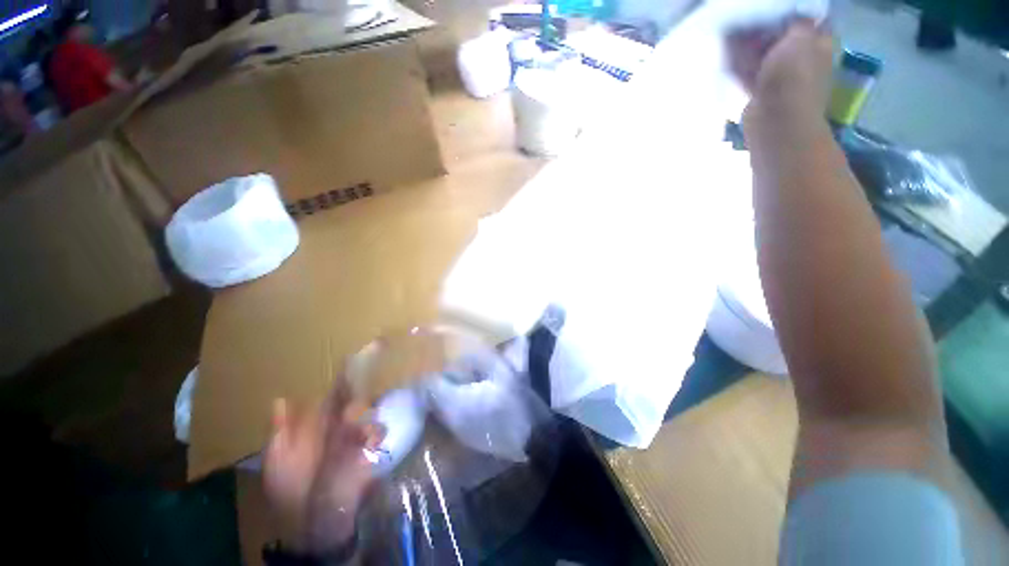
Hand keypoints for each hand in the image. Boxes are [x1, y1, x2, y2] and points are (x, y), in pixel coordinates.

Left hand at [263, 376, 383, 554]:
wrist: (307, 519)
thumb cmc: (290, 487)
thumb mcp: (279, 459)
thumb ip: (281, 430)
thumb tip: (281, 398)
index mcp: (320, 422)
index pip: (336, 393)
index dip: (347, 374)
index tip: (357, 354)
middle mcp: (341, 424)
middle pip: (358, 398)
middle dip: (363, 389)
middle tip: (366, 385)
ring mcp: (356, 437)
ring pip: (370, 413)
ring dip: (368, 413)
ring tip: (360, 422)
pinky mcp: (368, 451)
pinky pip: (378, 435)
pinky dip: (376, 433)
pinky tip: (370, 439)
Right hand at [727, 19, 833, 125]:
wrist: (776, 120)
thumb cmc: (794, 76)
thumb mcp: (800, 37)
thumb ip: (796, 22)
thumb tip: (790, 14)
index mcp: (819, 43)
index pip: (807, 20)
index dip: (790, 12)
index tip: (772, 8)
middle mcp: (803, 58)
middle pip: (781, 37)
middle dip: (764, 28)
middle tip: (747, 19)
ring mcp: (781, 77)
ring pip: (763, 55)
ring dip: (748, 46)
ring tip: (732, 32)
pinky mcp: (761, 93)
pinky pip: (749, 73)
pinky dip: (739, 64)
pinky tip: (727, 53)